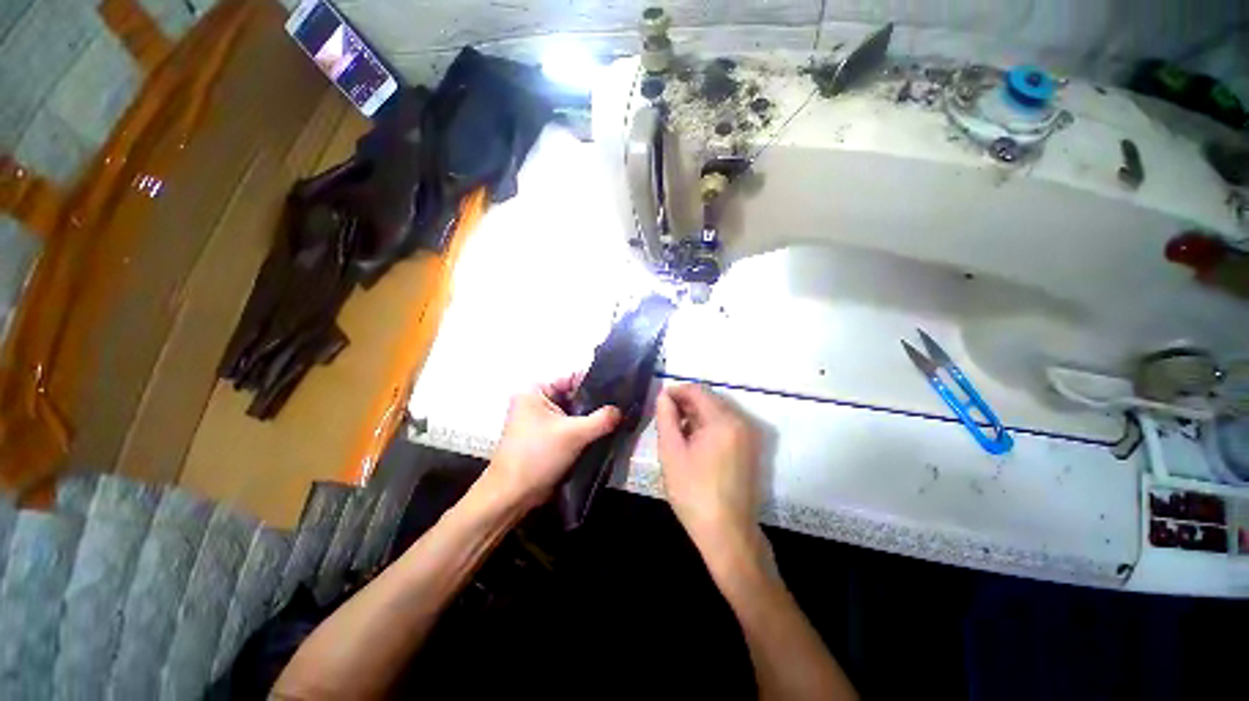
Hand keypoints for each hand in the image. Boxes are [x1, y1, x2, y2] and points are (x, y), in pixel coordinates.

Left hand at [482, 375, 621, 510]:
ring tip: (616, 420)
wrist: (512, 496)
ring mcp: (540, 420)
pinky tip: (604, 433)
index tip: (619, 390)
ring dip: (591, 419)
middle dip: (595, 404)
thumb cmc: (537, 456)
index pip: (572, 378)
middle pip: (573, 396)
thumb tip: (621, 410)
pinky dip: (584, 430)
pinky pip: (569, 427)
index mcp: (534, 391)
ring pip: (573, 413)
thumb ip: (601, 419)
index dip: (596, 383)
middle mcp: (536, 401)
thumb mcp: (574, 434)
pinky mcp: (545, 437)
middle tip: (621, 407)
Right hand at [655, 384, 762, 551]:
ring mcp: (749, 436)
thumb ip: (666, 418)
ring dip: (696, 416)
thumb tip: (663, 396)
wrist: (727, 533)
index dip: (676, 392)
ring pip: (717, 412)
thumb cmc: (693, 492)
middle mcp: (741, 422)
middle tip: (665, 420)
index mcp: (723, 421)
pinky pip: (726, 426)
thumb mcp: (672, 452)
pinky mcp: (750, 448)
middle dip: (685, 404)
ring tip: (677, 434)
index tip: (659, 403)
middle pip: (709, 400)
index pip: (697, 390)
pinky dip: (708, 427)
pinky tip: (694, 444)